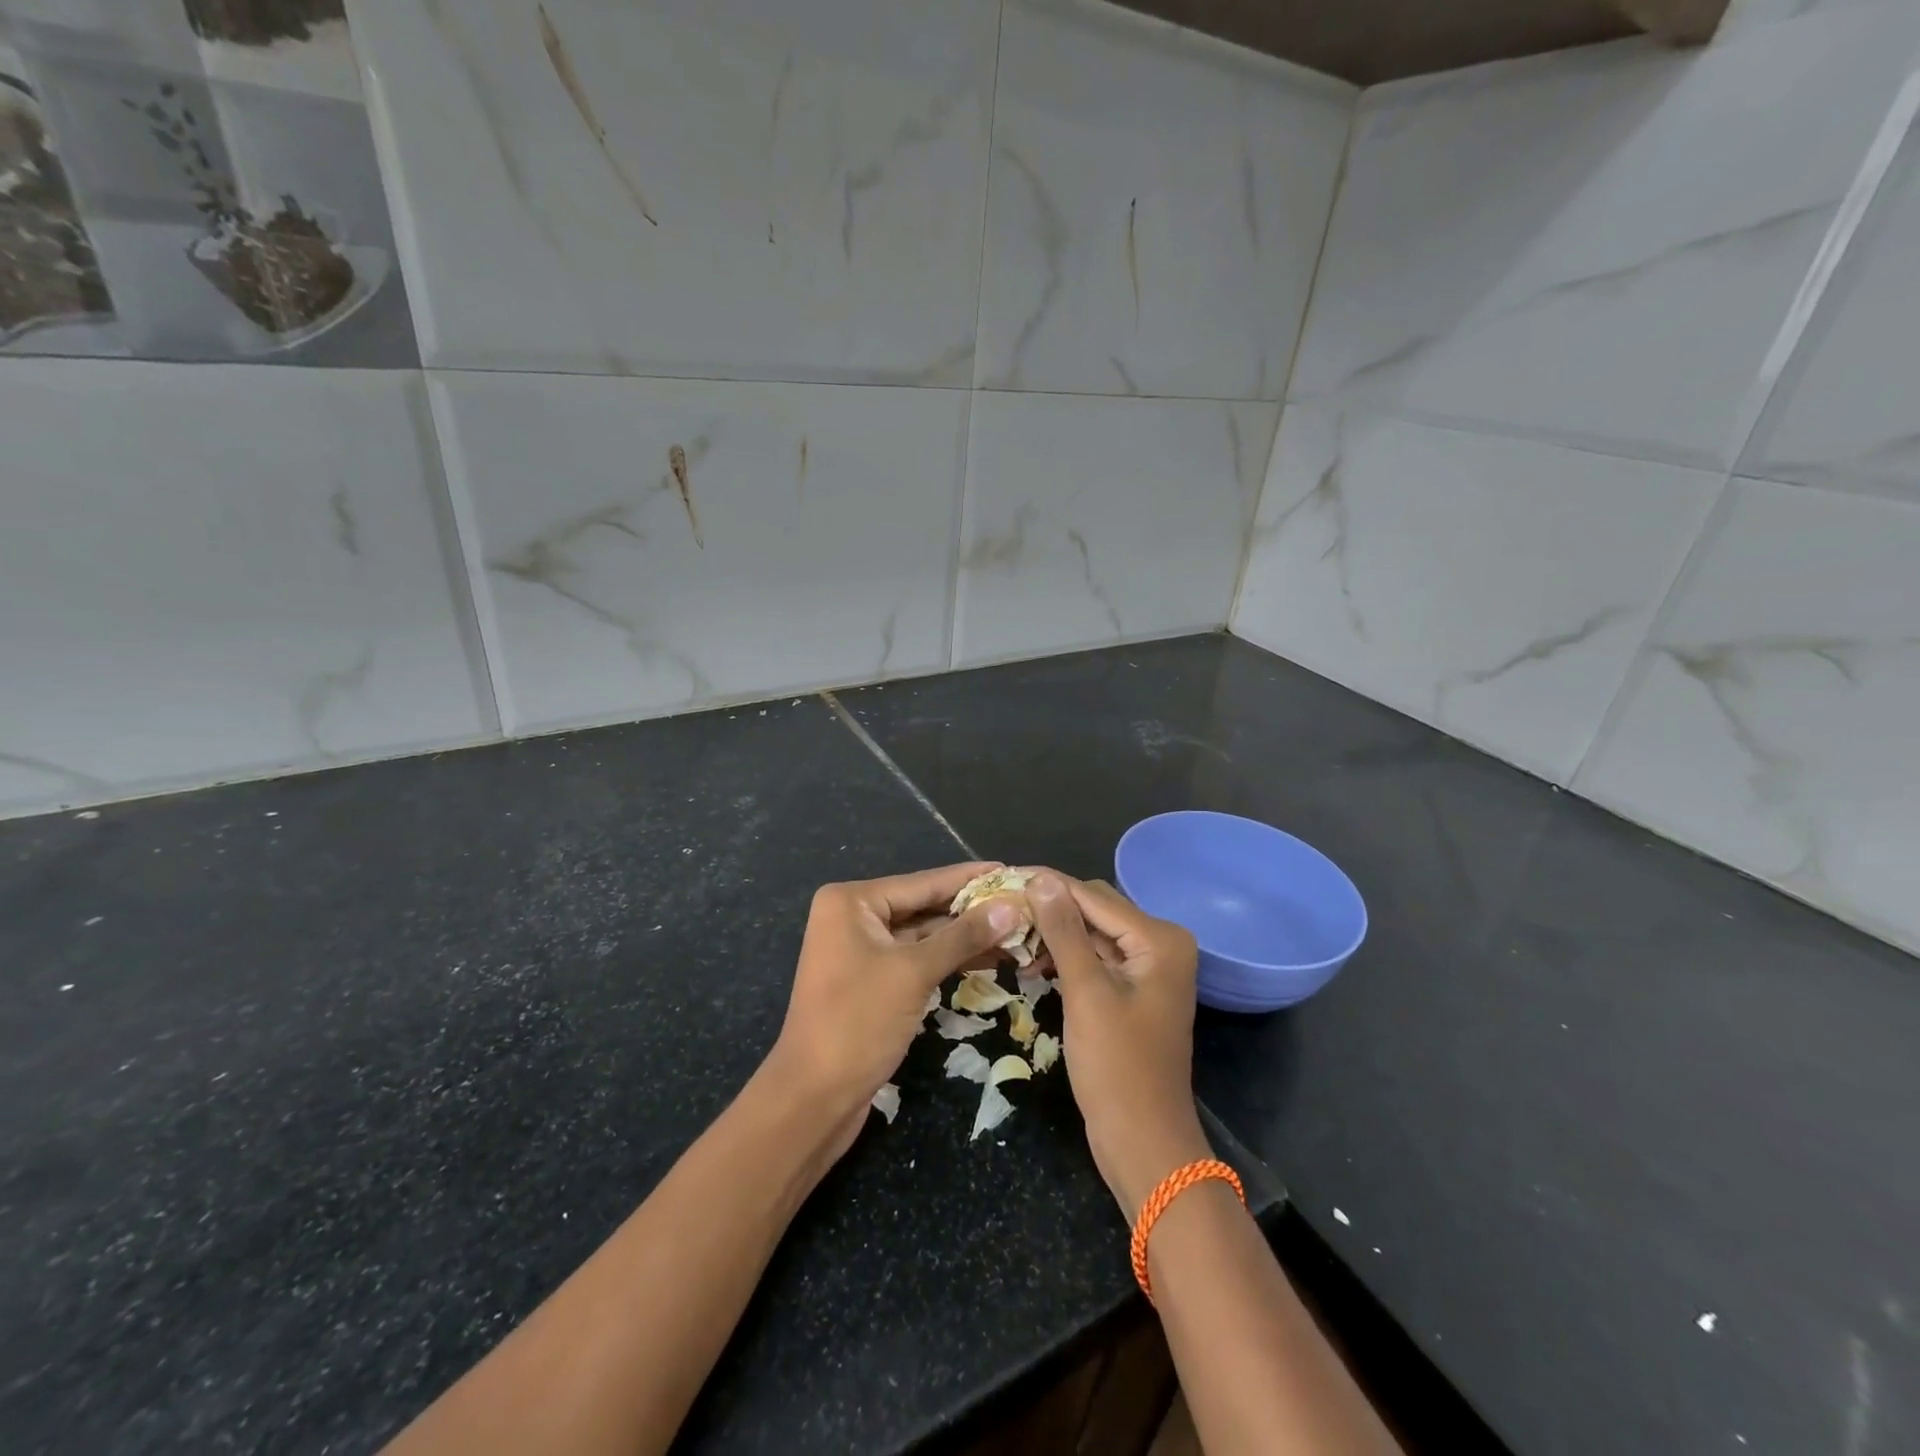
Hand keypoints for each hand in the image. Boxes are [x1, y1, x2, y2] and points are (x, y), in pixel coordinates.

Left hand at [765, 863, 1024, 1156]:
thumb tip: (1010, 907)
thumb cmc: (858, 1022)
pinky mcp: (872, 981)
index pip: (923, 882)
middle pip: (924, 906)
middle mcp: (853, 917)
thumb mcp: (914, 973)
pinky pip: (916, 959)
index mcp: (852, 901)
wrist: (814, 1098)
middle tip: (1022, 904)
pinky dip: (948, 959)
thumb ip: (963, 937)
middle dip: (972, 910)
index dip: (969, 878)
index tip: (1011, 870)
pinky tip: (988, 959)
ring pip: (923, 935)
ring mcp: (861, 950)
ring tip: (1016, 932)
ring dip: (965, 937)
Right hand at [1027, 873, 1211, 1217]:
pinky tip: (1032, 964)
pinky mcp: (1132, 990)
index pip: (1093, 896)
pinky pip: (1095, 958)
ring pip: (1092, 932)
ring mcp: (1148, 968)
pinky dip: (1065, 957)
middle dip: (1049, 909)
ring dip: (1053, 934)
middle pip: (1095, 909)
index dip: (1046, 885)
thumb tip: (1040, 878)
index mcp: (1159, 938)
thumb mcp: (1086, 992)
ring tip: (1010, 937)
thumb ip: (1063, 931)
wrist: (1143, 1142)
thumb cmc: (1116, 1067)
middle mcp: (1160, 943)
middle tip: (1000, 908)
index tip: (1000, 876)